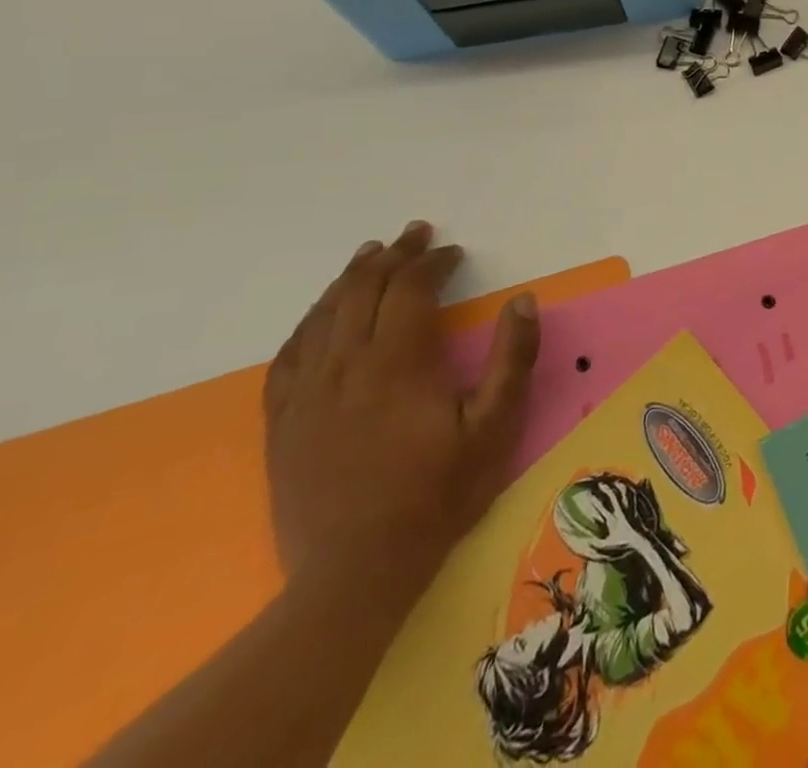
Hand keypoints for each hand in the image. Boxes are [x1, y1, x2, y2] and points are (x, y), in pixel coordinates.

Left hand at [263, 222, 540, 603]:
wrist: (354, 573)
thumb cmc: (438, 494)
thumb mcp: (496, 426)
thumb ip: (513, 359)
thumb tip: (524, 301)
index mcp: (398, 364)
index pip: (410, 290)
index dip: (433, 263)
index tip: (454, 253)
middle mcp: (346, 367)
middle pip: (362, 292)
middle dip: (393, 257)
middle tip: (415, 233)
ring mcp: (307, 396)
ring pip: (323, 317)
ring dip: (350, 279)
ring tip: (370, 255)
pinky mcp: (283, 424)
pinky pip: (289, 357)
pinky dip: (309, 323)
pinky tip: (319, 317)